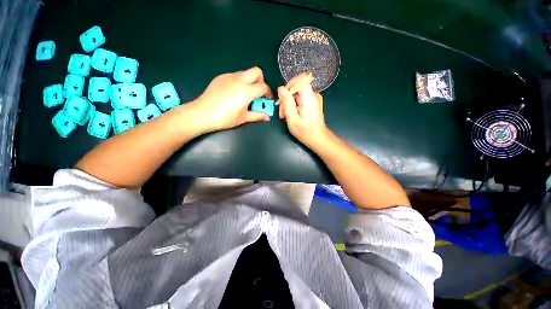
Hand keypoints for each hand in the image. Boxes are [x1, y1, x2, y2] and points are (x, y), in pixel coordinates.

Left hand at [190, 67, 272, 132]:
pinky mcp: (221, 77)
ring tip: (245, 94)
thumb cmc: (225, 118)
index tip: (267, 99)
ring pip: (245, 72)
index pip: (264, 87)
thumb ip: (258, 115)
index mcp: (247, 91)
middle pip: (257, 71)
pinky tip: (233, 93)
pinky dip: (239, 81)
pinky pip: (234, 75)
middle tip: (258, 93)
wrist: (203, 113)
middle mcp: (240, 80)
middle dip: (261, 81)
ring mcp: (229, 76)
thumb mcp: (244, 118)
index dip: (268, 93)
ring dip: (250, 81)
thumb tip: (267, 117)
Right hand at [278, 73, 327, 148]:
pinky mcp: (313, 104)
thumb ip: (287, 102)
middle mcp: (313, 95)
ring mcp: (314, 99)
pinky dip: (294, 106)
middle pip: (297, 89)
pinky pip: (301, 100)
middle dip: (287, 99)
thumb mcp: (292, 118)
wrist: (318, 139)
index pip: (300, 79)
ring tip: (285, 116)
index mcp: (309, 97)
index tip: (283, 97)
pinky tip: (292, 116)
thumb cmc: (305, 132)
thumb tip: (281, 89)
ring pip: (297, 95)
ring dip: (289, 104)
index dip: (289, 85)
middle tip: (282, 113)